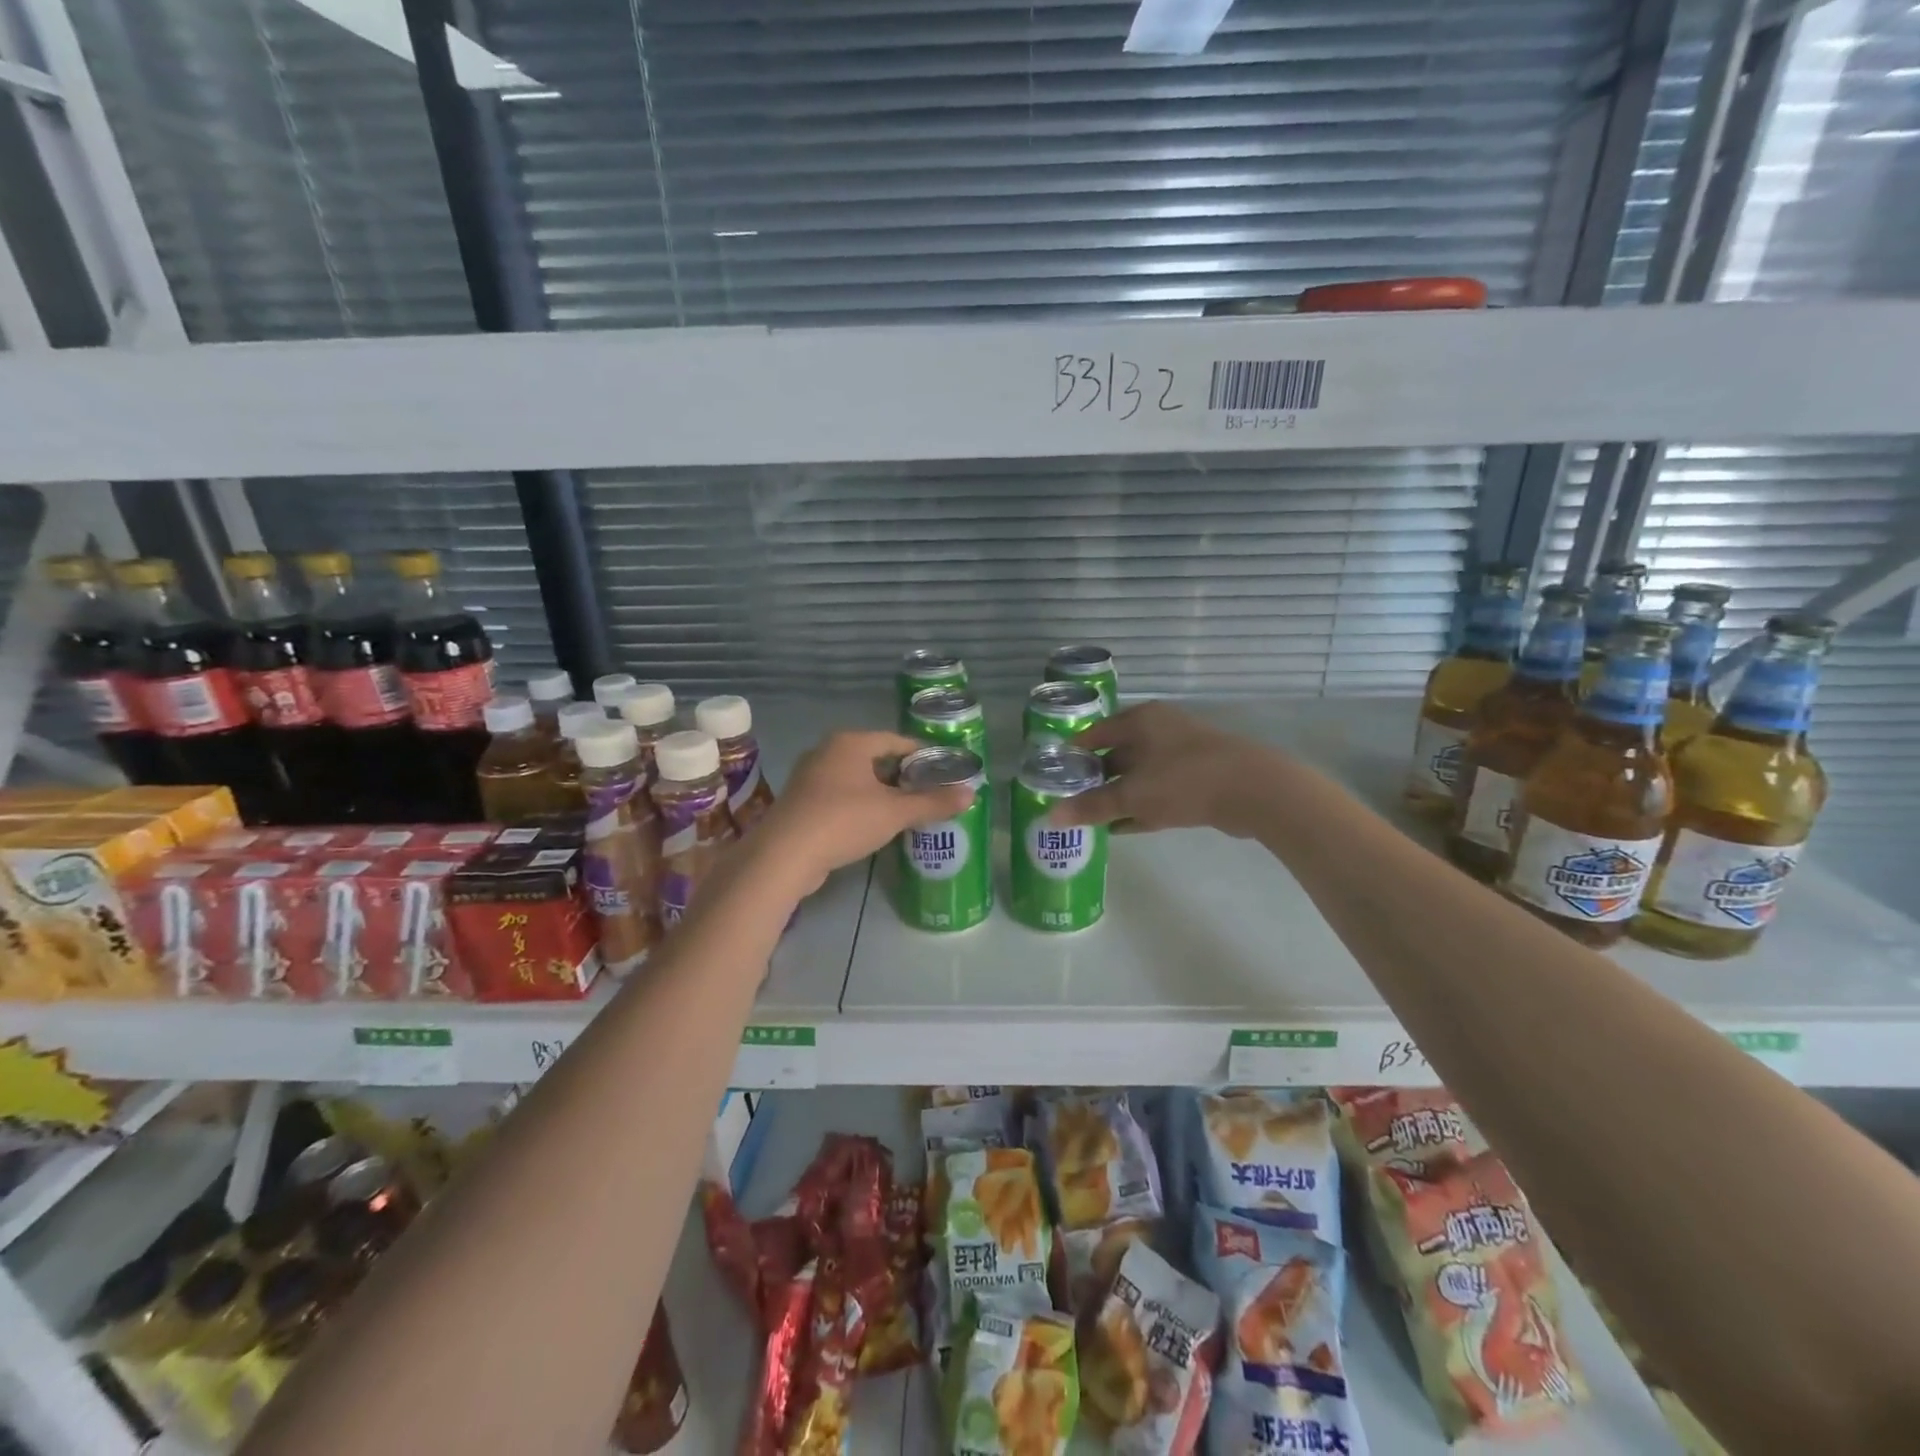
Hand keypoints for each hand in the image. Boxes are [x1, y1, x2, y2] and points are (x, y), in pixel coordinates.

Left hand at [756, 731, 975, 895]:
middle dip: (901, 776)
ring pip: (856, 778)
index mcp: (851, 742)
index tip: (943, 772)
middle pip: (875, 758)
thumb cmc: (844, 820)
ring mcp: (810, 776)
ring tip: (905, 811)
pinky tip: (873, 825)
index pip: (896, 740)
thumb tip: (971, 794)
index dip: (922, 755)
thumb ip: (932, 803)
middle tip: (927, 794)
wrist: (784, 855)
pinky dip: (859, 805)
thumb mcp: (895, 813)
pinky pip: (839, 796)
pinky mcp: (800, 802)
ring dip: (880, 792)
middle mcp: (828, 751)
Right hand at [1046, 702, 1281, 837]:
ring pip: (1138, 775)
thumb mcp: (1132, 795)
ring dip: (1117, 795)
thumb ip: (1092, 806)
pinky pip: (1159, 791)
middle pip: (1116, 753)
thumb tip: (1051, 815)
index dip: (1073, 753)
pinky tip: (1122, 827)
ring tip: (1091, 817)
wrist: (1254, 791)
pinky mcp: (1198, 778)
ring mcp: (1181, 753)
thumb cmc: (1183, 780)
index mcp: (1140, 720)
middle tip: (1069, 800)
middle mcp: (1159, 730)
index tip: (1053, 774)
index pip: (1095, 733)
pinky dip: (1140, 806)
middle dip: (1094, 778)